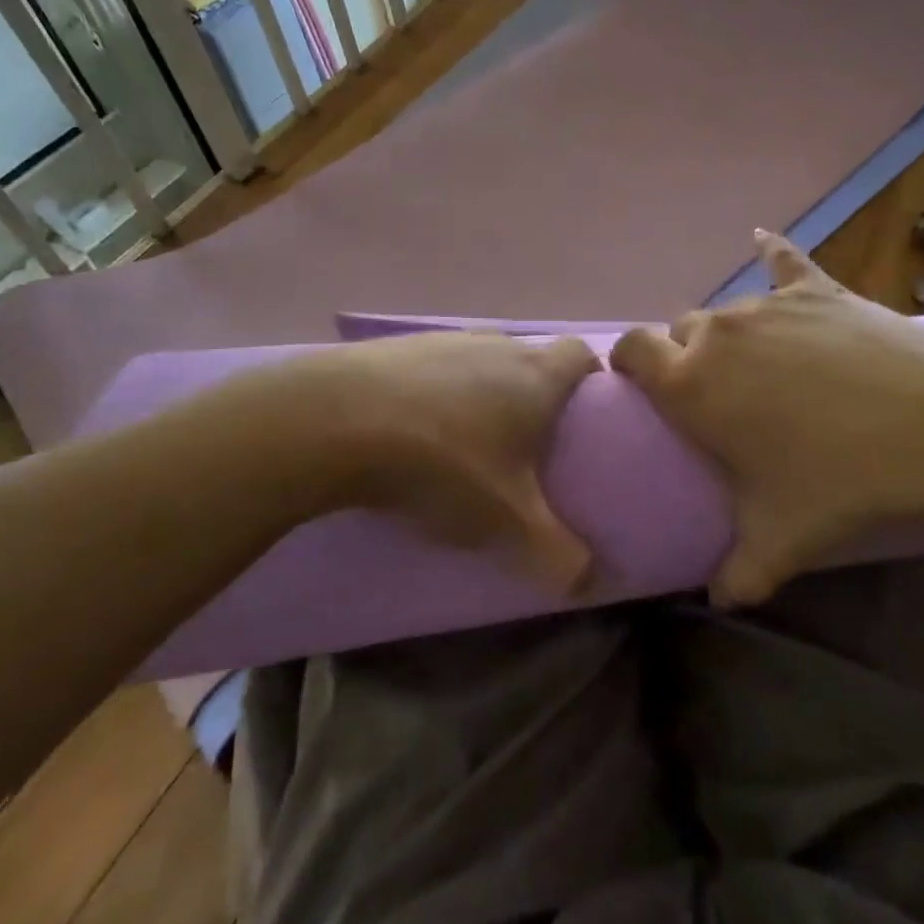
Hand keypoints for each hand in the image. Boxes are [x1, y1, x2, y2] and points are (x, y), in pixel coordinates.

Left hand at [274, 332, 602, 593]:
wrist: (333, 423)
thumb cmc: (443, 464)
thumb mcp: (507, 522)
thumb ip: (558, 556)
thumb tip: (590, 582)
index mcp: (535, 375)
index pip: (582, 355)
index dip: (590, 380)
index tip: (584, 417)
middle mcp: (493, 345)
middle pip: (528, 359)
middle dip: (532, 397)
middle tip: (525, 447)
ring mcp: (439, 340)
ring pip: (476, 363)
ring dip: (478, 395)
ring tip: (463, 444)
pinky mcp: (390, 348)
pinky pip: (428, 370)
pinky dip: (430, 395)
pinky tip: (409, 433)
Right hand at [611, 232, 923, 605]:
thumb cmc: (838, 482)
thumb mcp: (779, 540)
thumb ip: (736, 575)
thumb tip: (720, 601)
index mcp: (690, 384)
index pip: (631, 351)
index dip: (629, 363)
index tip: (641, 385)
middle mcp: (718, 333)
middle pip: (681, 330)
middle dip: (687, 355)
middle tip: (718, 394)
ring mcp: (768, 305)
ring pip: (728, 310)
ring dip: (731, 333)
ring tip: (763, 363)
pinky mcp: (817, 288)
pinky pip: (782, 258)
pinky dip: (771, 253)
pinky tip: (761, 239)